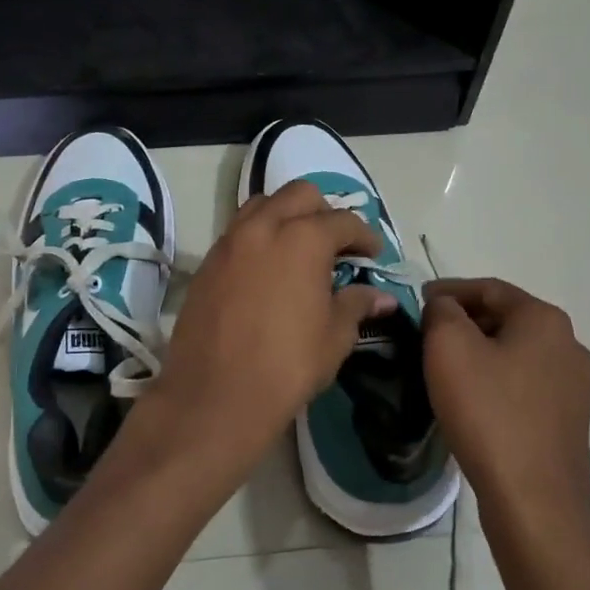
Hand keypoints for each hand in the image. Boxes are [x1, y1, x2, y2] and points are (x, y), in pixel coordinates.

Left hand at [148, 180, 397, 478]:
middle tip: (336, 245)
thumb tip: (381, 297)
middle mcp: (264, 227)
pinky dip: (259, 236)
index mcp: (303, 239)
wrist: (216, 394)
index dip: (364, 236)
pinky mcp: (207, 262)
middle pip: (299, 195)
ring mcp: (230, 242)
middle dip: (324, 211)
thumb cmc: (287, 365)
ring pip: (262, 205)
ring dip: (286, 216)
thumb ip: (357, 305)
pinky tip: (268, 268)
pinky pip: (238, 231)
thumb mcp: (334, 336)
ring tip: (299, 248)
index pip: (343, 221)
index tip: (372, 256)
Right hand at [421, 278, 589, 534]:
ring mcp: (575, 386)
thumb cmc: (488, 412)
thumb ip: (441, 311)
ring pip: (516, 353)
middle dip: (464, 321)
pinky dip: (496, 380)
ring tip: (444, 367)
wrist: (534, 500)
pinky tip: (472, 399)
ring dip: (480, 352)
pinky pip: (525, 385)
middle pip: (506, 318)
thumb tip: (445, 308)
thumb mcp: (448, 347)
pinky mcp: (569, 421)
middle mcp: (570, 345)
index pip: (490, 288)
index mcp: (545, 319)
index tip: (417, 301)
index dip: (449, 289)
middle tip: (426, 333)